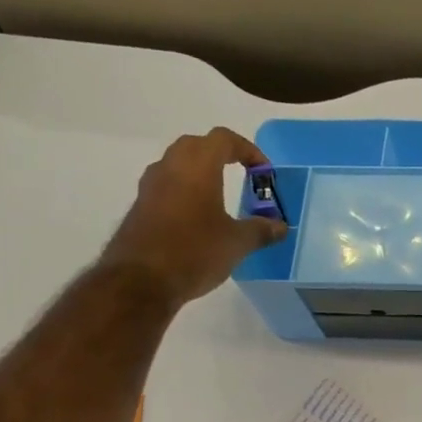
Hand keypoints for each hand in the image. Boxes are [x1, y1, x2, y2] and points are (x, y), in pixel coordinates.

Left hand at [99, 129, 286, 305]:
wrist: (140, 281)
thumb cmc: (194, 252)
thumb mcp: (237, 243)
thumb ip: (261, 230)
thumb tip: (280, 227)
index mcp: (198, 167)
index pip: (224, 139)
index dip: (248, 150)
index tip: (263, 172)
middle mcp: (170, 167)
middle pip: (197, 145)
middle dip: (222, 155)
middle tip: (242, 176)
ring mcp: (150, 186)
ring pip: (178, 164)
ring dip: (200, 172)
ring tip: (220, 196)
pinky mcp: (140, 207)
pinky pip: (167, 186)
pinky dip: (185, 191)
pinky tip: (198, 218)